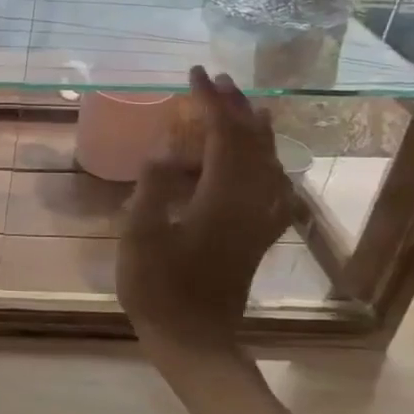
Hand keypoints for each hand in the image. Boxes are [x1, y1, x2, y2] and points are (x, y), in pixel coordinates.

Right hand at [117, 66, 294, 357]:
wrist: (195, 338)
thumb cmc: (158, 288)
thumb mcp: (139, 236)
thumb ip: (153, 186)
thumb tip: (167, 149)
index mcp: (222, 199)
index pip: (225, 134)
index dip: (211, 100)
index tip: (194, 74)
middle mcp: (251, 202)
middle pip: (254, 141)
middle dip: (235, 105)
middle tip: (214, 80)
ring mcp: (261, 219)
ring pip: (270, 160)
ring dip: (254, 127)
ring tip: (241, 104)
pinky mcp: (260, 234)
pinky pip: (274, 185)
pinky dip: (268, 160)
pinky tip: (264, 159)